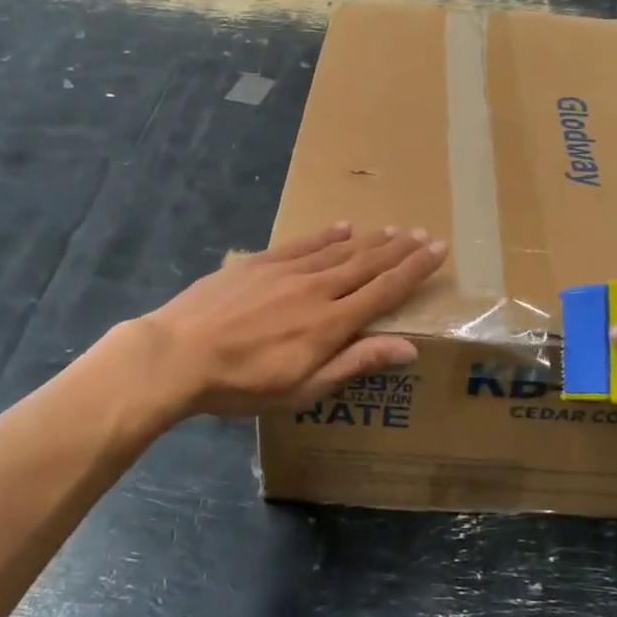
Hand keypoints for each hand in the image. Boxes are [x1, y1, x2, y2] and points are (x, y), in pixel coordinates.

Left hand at [133, 223, 448, 418]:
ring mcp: (287, 271)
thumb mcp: (304, 389)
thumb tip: (407, 347)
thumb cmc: (243, 384)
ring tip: (393, 229)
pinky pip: (303, 244)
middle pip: (367, 264)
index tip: (438, 249)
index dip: (414, 269)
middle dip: (400, 249)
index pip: (385, 289)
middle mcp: (317, 288)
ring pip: (339, 250)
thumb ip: (355, 363)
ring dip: (369, 240)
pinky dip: (326, 235)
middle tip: (424, 233)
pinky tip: (341, 228)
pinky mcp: (260, 263)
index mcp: (332, 323)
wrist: (178, 354)